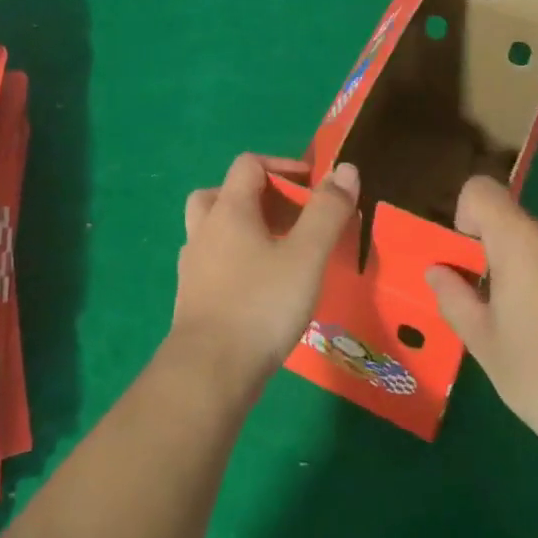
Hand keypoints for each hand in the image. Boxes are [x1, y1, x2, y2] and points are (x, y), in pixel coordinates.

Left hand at [171, 155, 359, 392]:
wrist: (209, 372)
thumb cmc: (261, 305)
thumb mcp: (307, 256)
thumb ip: (327, 211)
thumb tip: (346, 169)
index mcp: (229, 209)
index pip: (248, 164)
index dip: (281, 166)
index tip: (312, 185)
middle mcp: (204, 229)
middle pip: (223, 193)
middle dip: (258, 197)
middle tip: (289, 216)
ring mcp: (193, 265)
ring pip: (214, 229)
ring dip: (243, 229)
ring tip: (277, 250)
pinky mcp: (191, 298)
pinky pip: (212, 261)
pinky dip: (234, 260)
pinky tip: (259, 286)